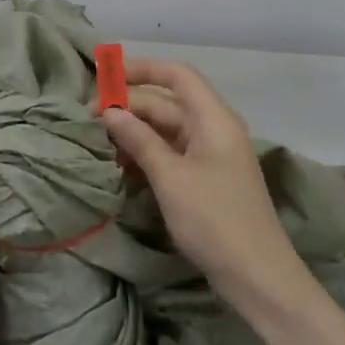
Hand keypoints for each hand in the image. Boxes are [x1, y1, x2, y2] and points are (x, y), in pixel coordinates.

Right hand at [100, 60, 303, 307]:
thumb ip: (139, 139)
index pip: (176, 75)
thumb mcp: (170, 177)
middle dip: (129, 106)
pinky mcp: (205, 178)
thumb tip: (110, 111)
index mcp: (213, 118)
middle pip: (167, 103)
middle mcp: (213, 128)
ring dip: (134, 132)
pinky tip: (120, 165)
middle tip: (89, 119)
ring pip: (166, 129)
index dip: (141, 69)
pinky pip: (171, 152)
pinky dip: (146, 153)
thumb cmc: (213, 218)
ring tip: (99, 142)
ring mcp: (210, 154)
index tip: (105, 76)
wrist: (256, 275)